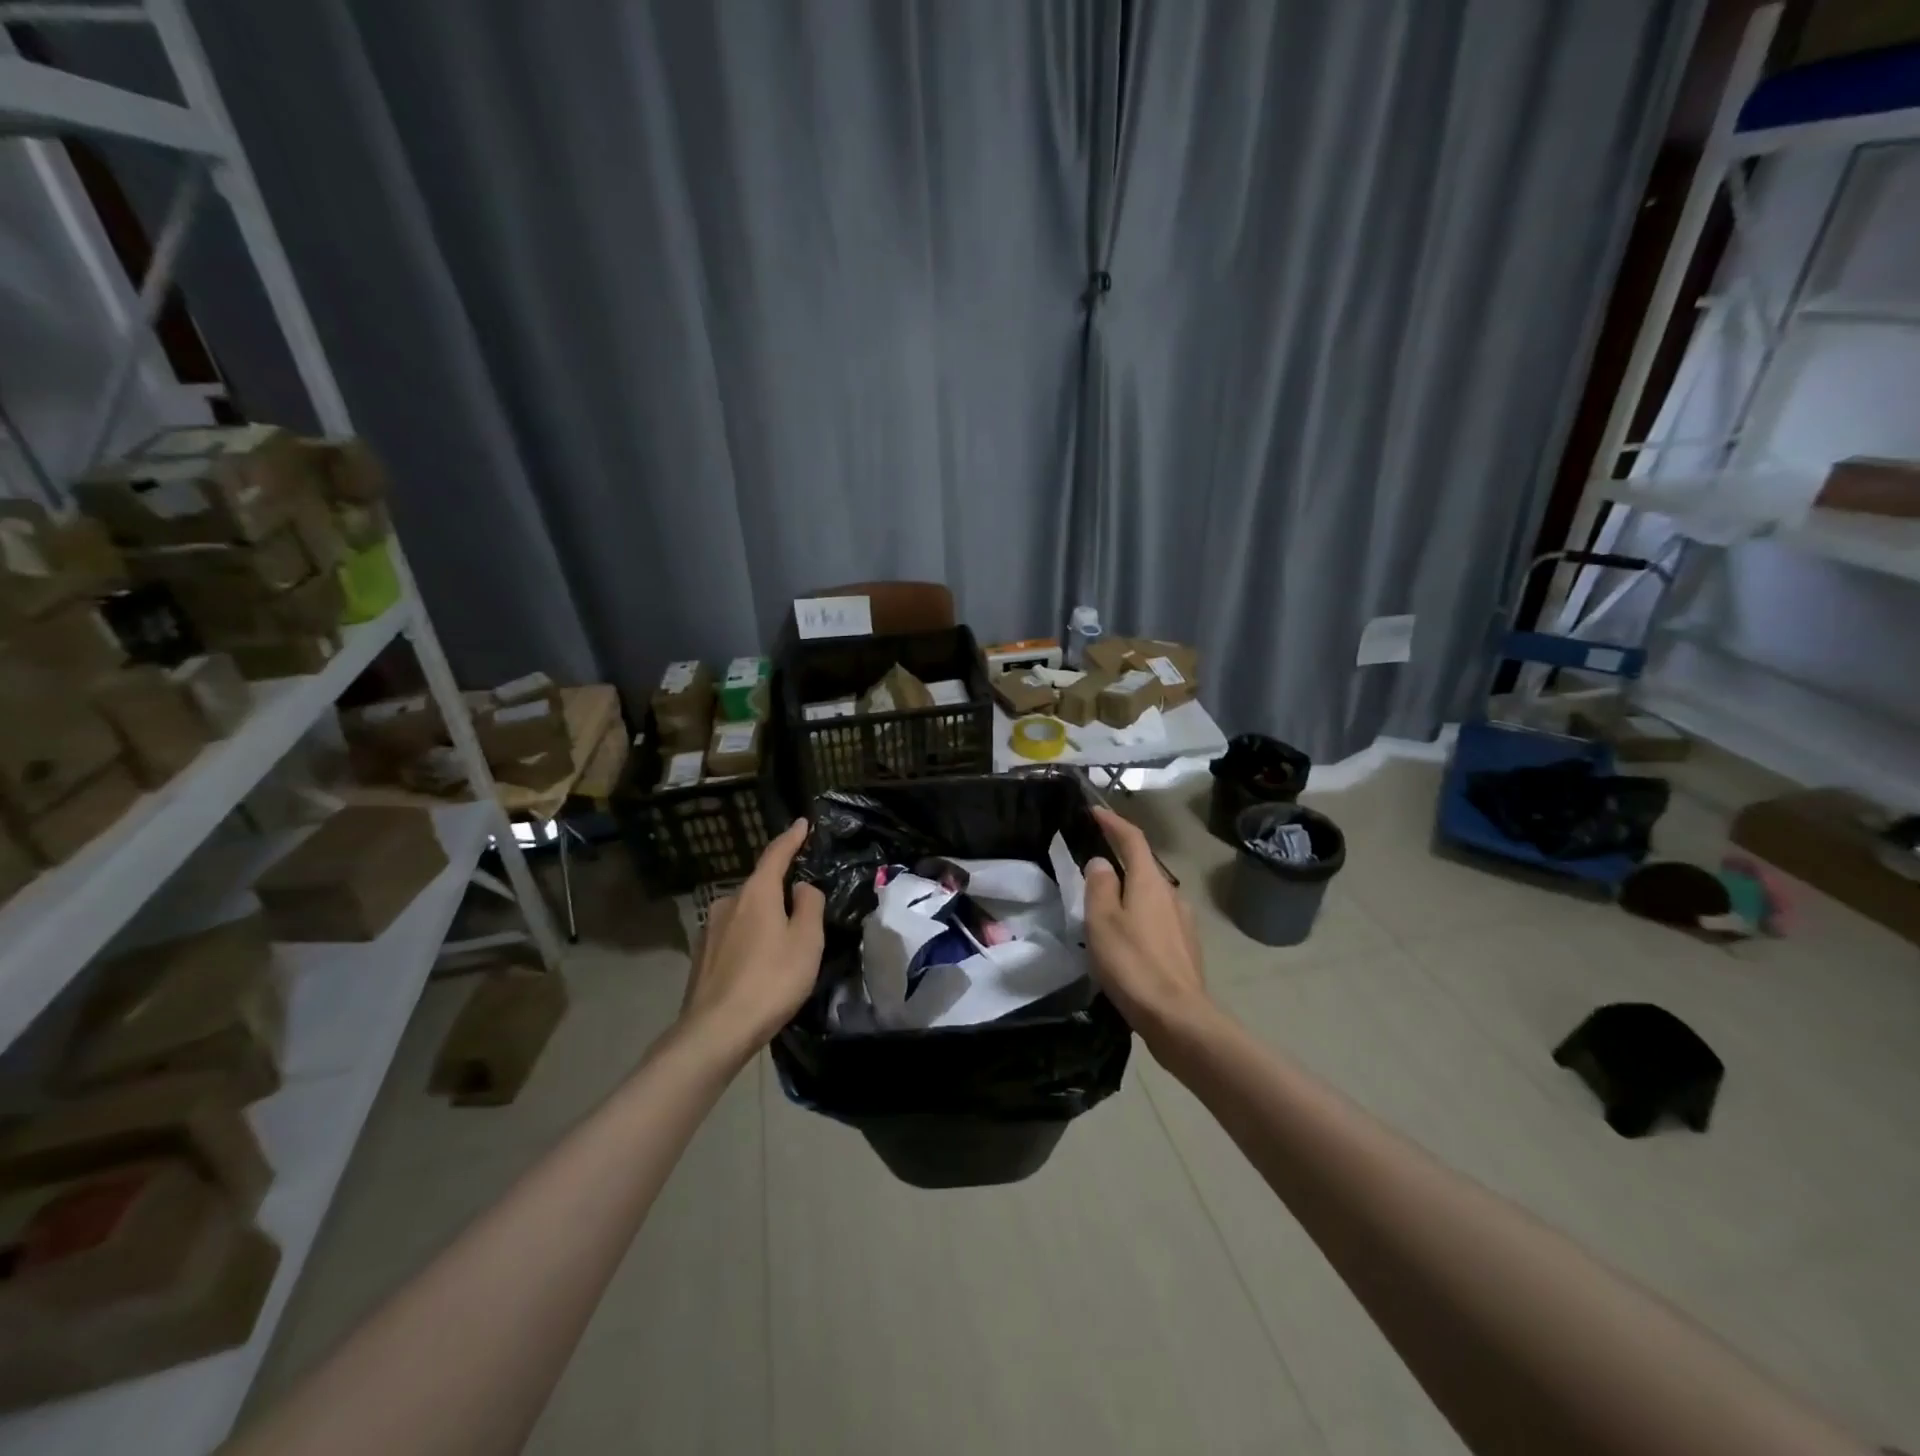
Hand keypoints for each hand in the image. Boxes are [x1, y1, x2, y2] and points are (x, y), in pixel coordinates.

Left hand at [681, 819, 825, 1054]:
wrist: (716, 1031)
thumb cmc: (771, 980)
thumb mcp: (807, 941)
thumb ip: (810, 905)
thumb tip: (802, 887)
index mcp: (756, 893)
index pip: (775, 855)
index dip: (791, 838)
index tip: (802, 823)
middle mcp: (728, 903)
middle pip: (760, 887)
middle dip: (780, 892)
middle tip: (804, 913)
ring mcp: (710, 930)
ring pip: (746, 913)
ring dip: (764, 920)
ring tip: (782, 946)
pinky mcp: (702, 956)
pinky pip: (734, 936)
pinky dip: (750, 941)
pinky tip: (759, 966)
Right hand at [1084, 807, 1211, 1042]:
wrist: (1178, 1017)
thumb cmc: (1133, 963)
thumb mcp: (1102, 921)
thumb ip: (1099, 886)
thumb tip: (1102, 862)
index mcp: (1150, 882)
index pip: (1132, 839)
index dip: (1113, 822)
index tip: (1094, 810)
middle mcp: (1171, 895)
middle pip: (1143, 867)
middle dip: (1120, 861)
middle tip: (1091, 866)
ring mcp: (1183, 922)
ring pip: (1150, 896)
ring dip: (1129, 894)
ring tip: (1104, 908)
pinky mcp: (1185, 948)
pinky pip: (1157, 920)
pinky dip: (1139, 918)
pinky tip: (1126, 939)